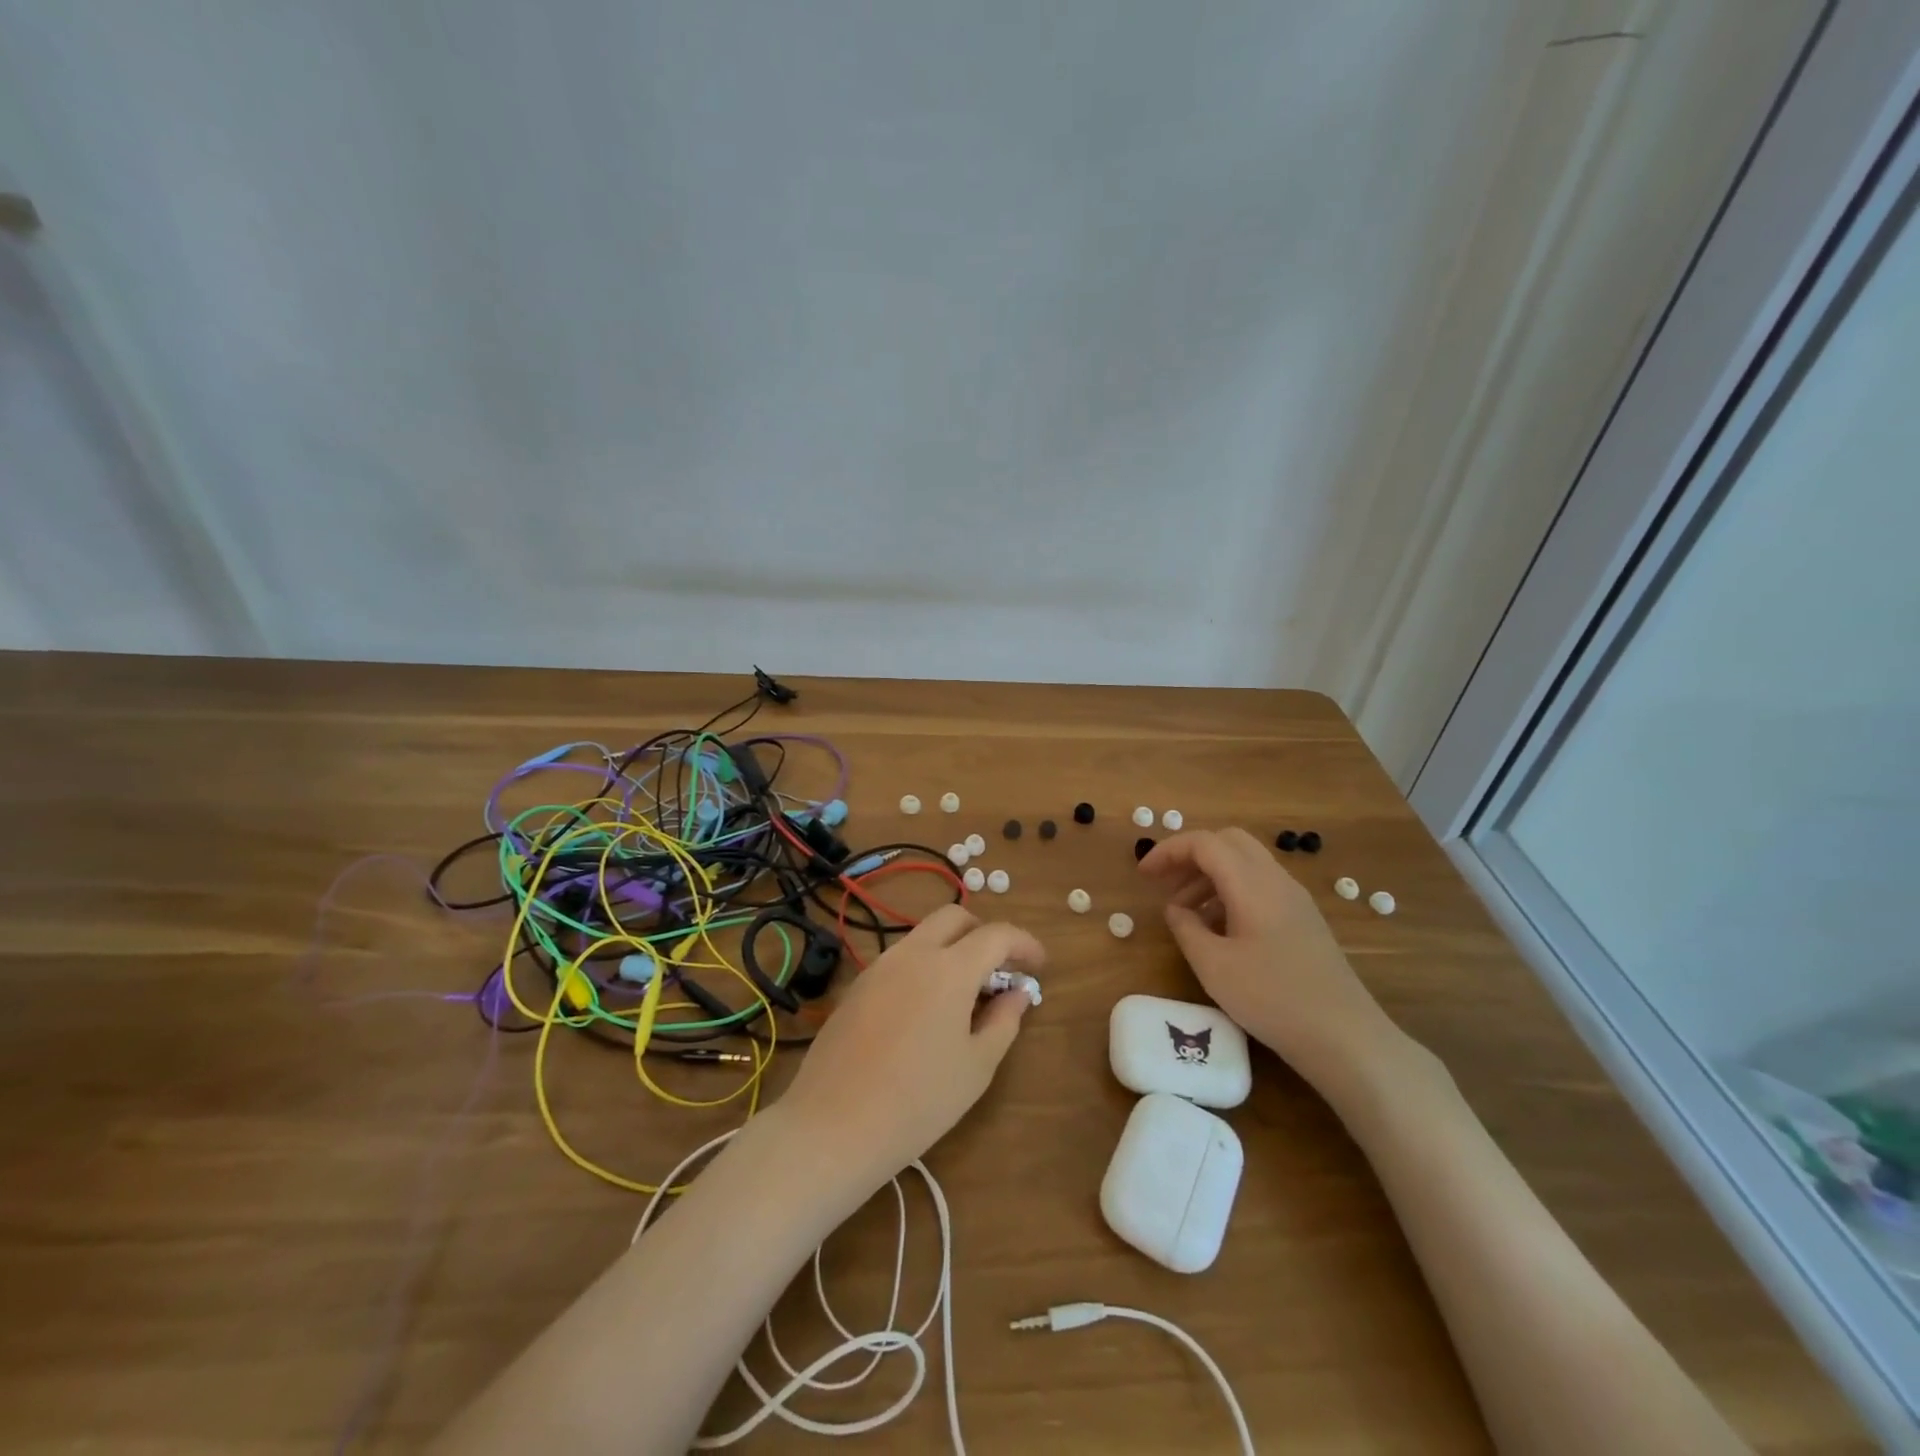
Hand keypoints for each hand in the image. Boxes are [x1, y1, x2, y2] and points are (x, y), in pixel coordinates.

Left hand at [775, 904, 1041, 1190]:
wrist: (833, 1125)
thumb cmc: (918, 1101)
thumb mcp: (976, 1066)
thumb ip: (1003, 1021)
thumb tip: (1017, 994)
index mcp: (949, 968)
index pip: (996, 935)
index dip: (1024, 944)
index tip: (1039, 965)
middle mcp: (913, 953)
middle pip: (954, 917)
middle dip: (984, 933)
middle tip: (1001, 970)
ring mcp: (879, 966)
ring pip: (924, 936)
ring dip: (952, 948)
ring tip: (966, 993)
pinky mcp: (857, 986)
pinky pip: (900, 959)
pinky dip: (925, 966)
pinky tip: (928, 1009)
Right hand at [1139, 828, 1403, 1092]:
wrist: (1345, 1037)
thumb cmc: (1273, 998)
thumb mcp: (1213, 966)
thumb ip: (1186, 929)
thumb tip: (1176, 910)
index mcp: (1252, 884)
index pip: (1204, 843)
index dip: (1168, 851)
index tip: (1143, 875)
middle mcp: (1276, 880)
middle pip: (1228, 842)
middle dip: (1190, 856)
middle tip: (1164, 884)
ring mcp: (1294, 899)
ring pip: (1245, 864)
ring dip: (1209, 876)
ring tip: (1185, 913)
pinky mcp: (1303, 919)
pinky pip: (1260, 886)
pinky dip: (1230, 892)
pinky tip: (1219, 930)